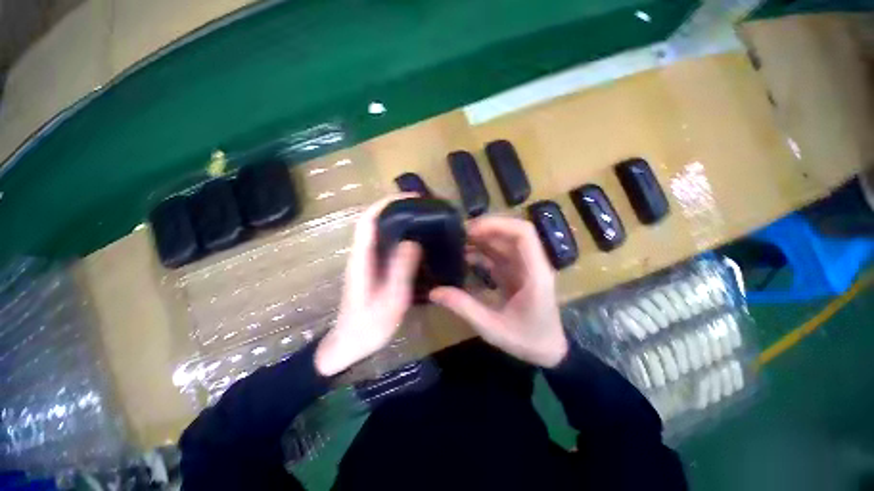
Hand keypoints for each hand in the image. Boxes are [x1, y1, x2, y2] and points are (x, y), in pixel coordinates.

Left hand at [315, 196, 421, 375]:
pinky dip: (398, 234)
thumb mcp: (390, 302)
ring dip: (398, 219)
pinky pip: (384, 243)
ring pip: (379, 230)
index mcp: (362, 260)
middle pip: (374, 220)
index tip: (410, 198)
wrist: (349, 345)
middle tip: (423, 207)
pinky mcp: (371, 268)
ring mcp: (365, 261)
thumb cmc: (369, 327)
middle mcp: (361, 255)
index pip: (368, 221)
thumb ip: (400, 272)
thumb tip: (412, 242)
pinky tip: (415, 240)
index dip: (386, 204)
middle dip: (396, 207)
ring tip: (422, 218)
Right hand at [429, 216, 567, 367]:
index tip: (471, 229)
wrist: (549, 351)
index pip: (523, 234)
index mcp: (535, 273)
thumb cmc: (527, 340)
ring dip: (481, 239)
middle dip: (484, 229)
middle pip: (511, 233)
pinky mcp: (516, 272)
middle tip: (457, 234)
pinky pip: (498, 255)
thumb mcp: (492, 327)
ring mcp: (524, 267)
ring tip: (456, 242)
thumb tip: (434, 292)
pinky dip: (482, 252)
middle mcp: (532, 264)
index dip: (498, 224)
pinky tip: (464, 256)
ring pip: (503, 242)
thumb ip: (464, 307)